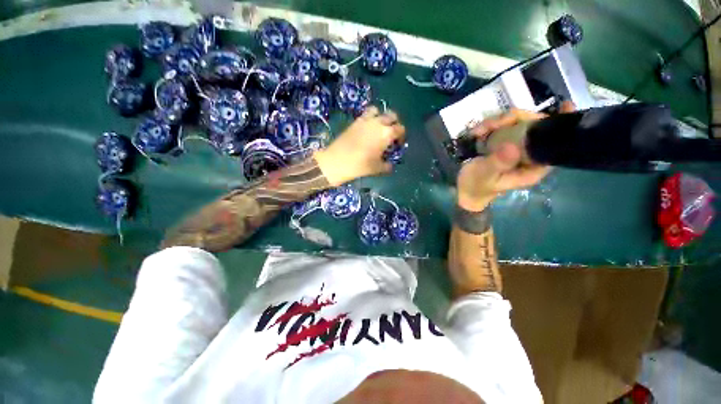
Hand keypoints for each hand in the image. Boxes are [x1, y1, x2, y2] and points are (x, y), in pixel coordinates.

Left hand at [314, 106, 405, 185]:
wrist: (336, 161)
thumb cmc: (360, 166)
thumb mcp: (377, 168)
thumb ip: (387, 166)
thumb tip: (390, 165)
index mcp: (386, 133)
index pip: (400, 128)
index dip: (401, 135)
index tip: (398, 143)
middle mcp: (378, 122)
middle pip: (391, 115)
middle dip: (394, 123)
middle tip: (391, 134)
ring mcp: (365, 120)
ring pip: (378, 111)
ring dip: (381, 117)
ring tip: (378, 128)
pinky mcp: (355, 121)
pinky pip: (366, 114)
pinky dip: (370, 118)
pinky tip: (367, 130)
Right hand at [457, 102, 574, 210]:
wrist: (463, 188)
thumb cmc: (475, 185)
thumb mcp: (484, 176)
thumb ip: (497, 163)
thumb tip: (512, 147)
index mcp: (532, 167)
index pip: (553, 144)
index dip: (558, 125)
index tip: (564, 106)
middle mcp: (527, 155)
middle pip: (533, 127)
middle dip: (514, 120)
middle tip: (490, 124)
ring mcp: (514, 147)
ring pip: (516, 123)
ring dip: (496, 122)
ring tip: (477, 132)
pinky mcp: (502, 143)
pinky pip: (501, 127)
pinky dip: (488, 126)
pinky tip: (476, 133)